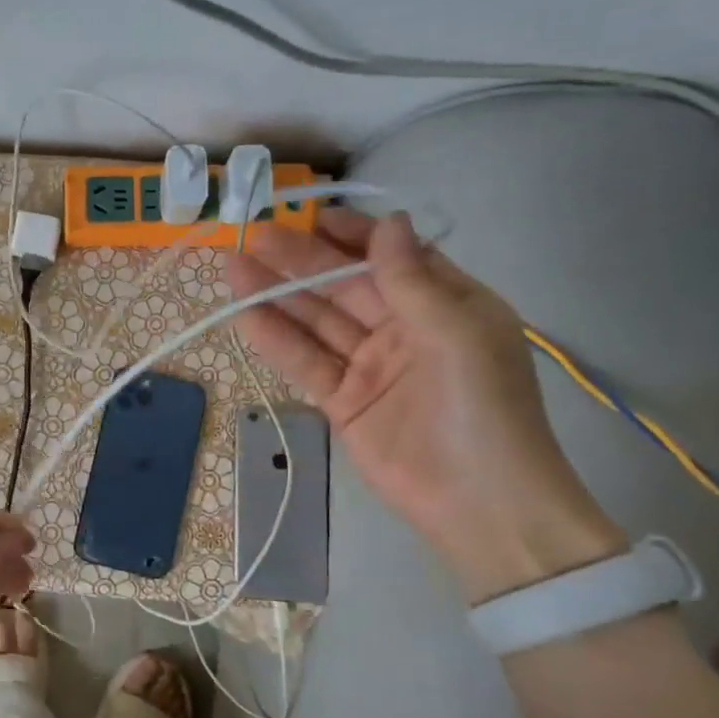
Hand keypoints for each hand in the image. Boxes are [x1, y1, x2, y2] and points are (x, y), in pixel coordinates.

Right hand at [227, 210, 623, 602]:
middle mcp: (404, 328)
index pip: (392, 256)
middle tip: (253, 235)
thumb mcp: (455, 333)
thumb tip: (388, 220)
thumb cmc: (483, 407)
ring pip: (317, 322)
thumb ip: (411, 279)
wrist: (478, 502)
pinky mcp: (343, 401)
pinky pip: (305, 363)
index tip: (310, 215)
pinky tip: (245, 316)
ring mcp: (370, 366)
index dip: (351, 235)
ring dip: (277, 296)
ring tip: (234, 267)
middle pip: (344, 286)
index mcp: (445, 304)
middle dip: (301, 261)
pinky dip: (276, 340)